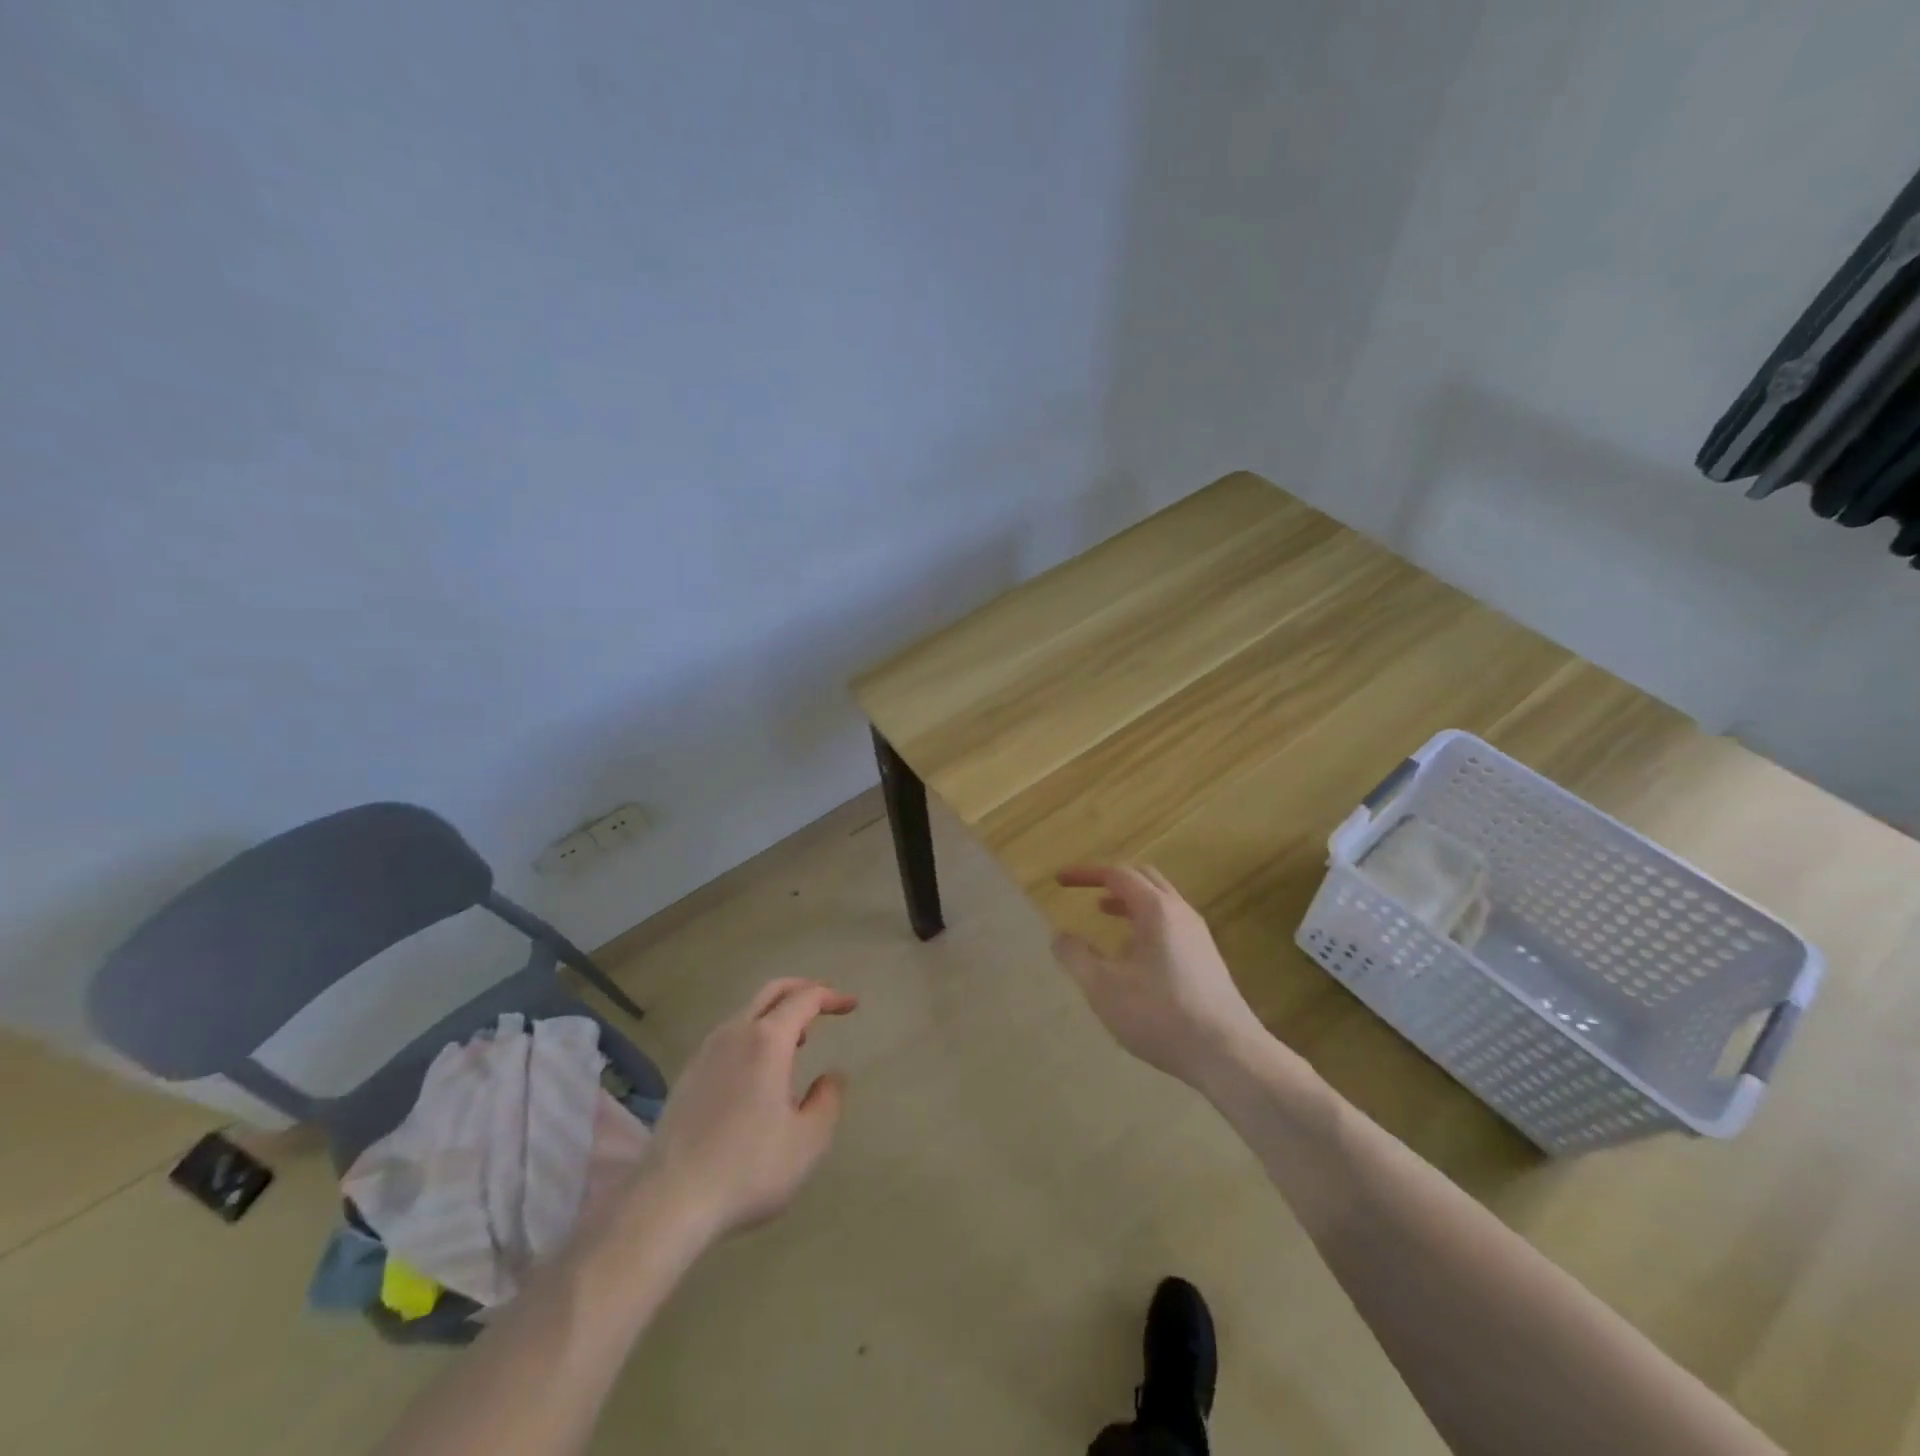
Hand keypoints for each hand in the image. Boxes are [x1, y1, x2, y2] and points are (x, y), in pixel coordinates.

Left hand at [640, 978, 857, 1243]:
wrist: (669, 1202)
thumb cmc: (748, 1168)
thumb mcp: (808, 1141)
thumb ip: (828, 1101)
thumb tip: (832, 1076)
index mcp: (767, 1041)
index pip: (804, 999)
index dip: (831, 997)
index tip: (851, 1005)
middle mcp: (734, 1034)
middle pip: (771, 992)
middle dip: (802, 990)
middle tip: (826, 1003)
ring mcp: (706, 1053)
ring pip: (747, 1014)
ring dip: (777, 1014)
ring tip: (799, 1040)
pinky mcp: (688, 1076)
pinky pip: (729, 1037)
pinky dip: (754, 1035)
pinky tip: (760, 1070)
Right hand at [1051, 865, 1264, 1087]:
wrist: (1229, 1055)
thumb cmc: (1161, 1015)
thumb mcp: (1104, 988)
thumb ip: (1076, 956)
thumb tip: (1060, 935)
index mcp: (1156, 910)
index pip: (1118, 874)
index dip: (1086, 873)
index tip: (1060, 880)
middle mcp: (1181, 913)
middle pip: (1144, 879)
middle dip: (1111, 880)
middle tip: (1085, 891)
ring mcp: (1199, 936)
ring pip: (1160, 903)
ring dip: (1129, 902)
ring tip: (1104, 916)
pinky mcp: (1207, 960)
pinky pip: (1171, 925)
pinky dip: (1145, 923)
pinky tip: (1133, 956)